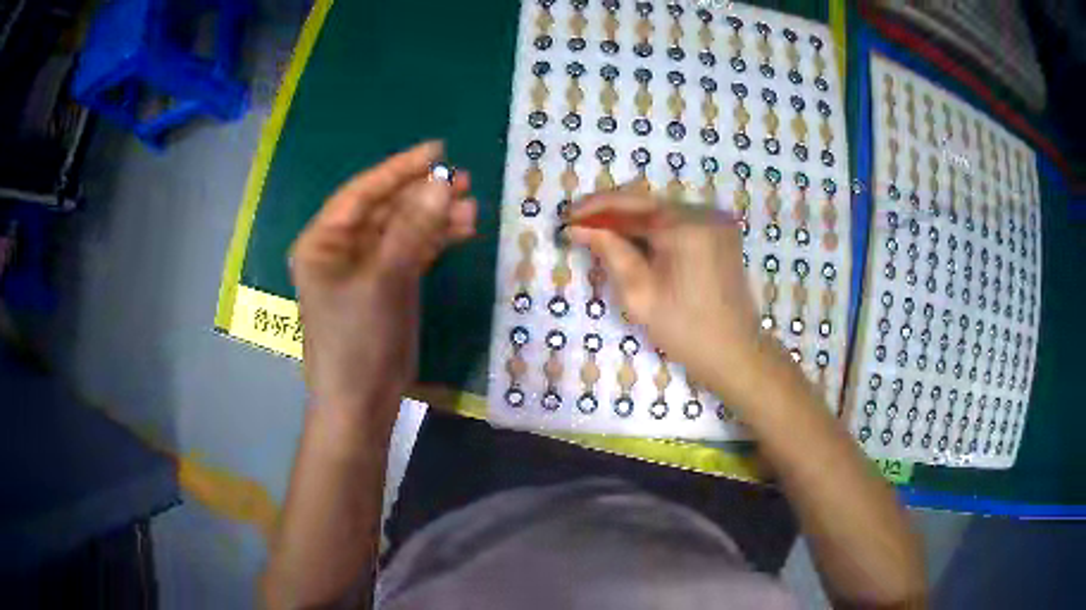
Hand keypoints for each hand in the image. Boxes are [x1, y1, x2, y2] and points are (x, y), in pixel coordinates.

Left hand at [289, 142, 475, 432]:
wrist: (362, 402)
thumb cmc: (357, 341)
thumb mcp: (383, 281)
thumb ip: (413, 230)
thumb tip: (444, 184)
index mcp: (323, 241)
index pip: (362, 193)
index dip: (399, 169)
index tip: (438, 151)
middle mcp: (342, 248)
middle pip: (386, 208)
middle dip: (423, 194)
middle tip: (463, 180)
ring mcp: (367, 266)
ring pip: (404, 229)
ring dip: (435, 217)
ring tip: (472, 208)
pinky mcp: (388, 284)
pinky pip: (413, 251)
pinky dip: (436, 240)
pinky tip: (462, 230)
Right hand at [569, 189, 765, 403]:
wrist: (734, 352)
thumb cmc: (684, 329)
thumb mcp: (639, 293)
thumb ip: (609, 251)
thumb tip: (578, 228)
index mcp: (685, 225)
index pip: (630, 202)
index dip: (594, 208)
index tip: (566, 219)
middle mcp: (703, 212)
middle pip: (647, 203)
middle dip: (611, 214)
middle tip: (579, 228)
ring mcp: (716, 221)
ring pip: (662, 212)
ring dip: (631, 222)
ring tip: (601, 237)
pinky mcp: (721, 234)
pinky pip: (679, 223)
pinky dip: (654, 231)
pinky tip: (634, 245)